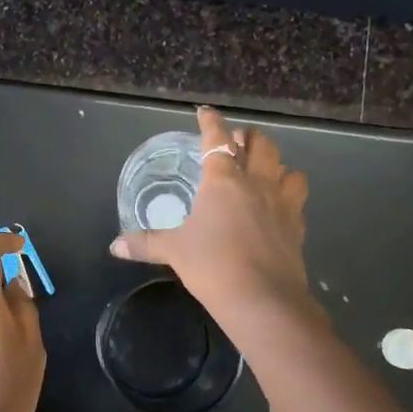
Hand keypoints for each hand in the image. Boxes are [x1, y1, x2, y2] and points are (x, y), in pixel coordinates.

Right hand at [110, 106, 312, 320]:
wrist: (263, 299)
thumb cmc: (213, 265)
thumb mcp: (174, 251)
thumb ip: (145, 243)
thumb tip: (115, 245)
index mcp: (223, 180)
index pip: (216, 139)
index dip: (210, 123)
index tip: (205, 112)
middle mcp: (256, 182)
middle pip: (260, 144)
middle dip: (248, 137)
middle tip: (237, 143)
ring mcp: (282, 203)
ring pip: (287, 168)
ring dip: (275, 164)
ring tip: (264, 171)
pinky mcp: (298, 226)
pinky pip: (297, 199)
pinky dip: (289, 195)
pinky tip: (279, 207)